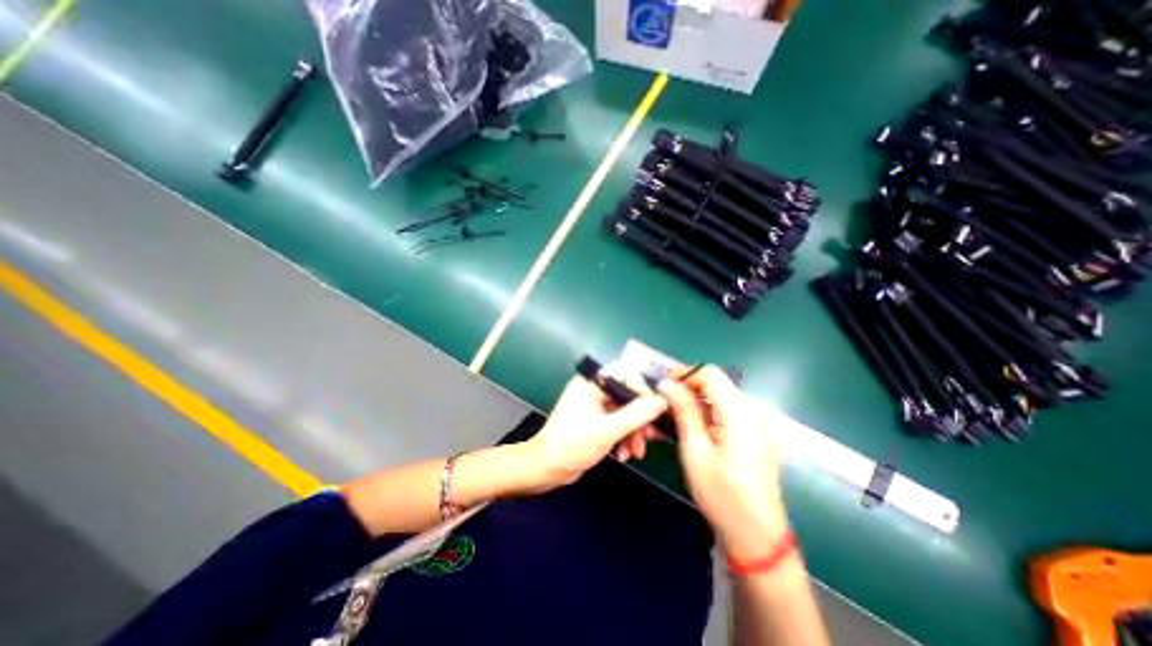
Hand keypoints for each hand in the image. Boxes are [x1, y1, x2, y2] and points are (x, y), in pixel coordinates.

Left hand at [520, 370, 671, 491]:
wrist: (547, 470)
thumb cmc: (571, 446)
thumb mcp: (606, 431)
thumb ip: (636, 415)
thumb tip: (662, 401)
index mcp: (591, 383)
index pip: (624, 372)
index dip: (642, 388)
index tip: (656, 408)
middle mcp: (595, 390)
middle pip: (628, 395)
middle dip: (640, 418)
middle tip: (651, 436)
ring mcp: (596, 406)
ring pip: (627, 411)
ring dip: (635, 431)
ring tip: (637, 452)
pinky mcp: (598, 421)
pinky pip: (620, 423)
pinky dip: (626, 437)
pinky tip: (627, 453)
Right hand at [657, 368, 792, 558]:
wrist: (757, 535)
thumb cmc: (722, 495)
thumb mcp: (696, 451)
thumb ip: (684, 412)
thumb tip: (667, 383)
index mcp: (740, 413)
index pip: (710, 374)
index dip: (684, 374)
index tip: (663, 386)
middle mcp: (753, 411)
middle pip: (716, 383)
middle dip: (688, 387)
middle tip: (665, 404)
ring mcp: (757, 422)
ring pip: (720, 395)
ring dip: (696, 400)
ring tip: (675, 417)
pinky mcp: (756, 433)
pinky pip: (728, 410)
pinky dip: (708, 412)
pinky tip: (695, 428)